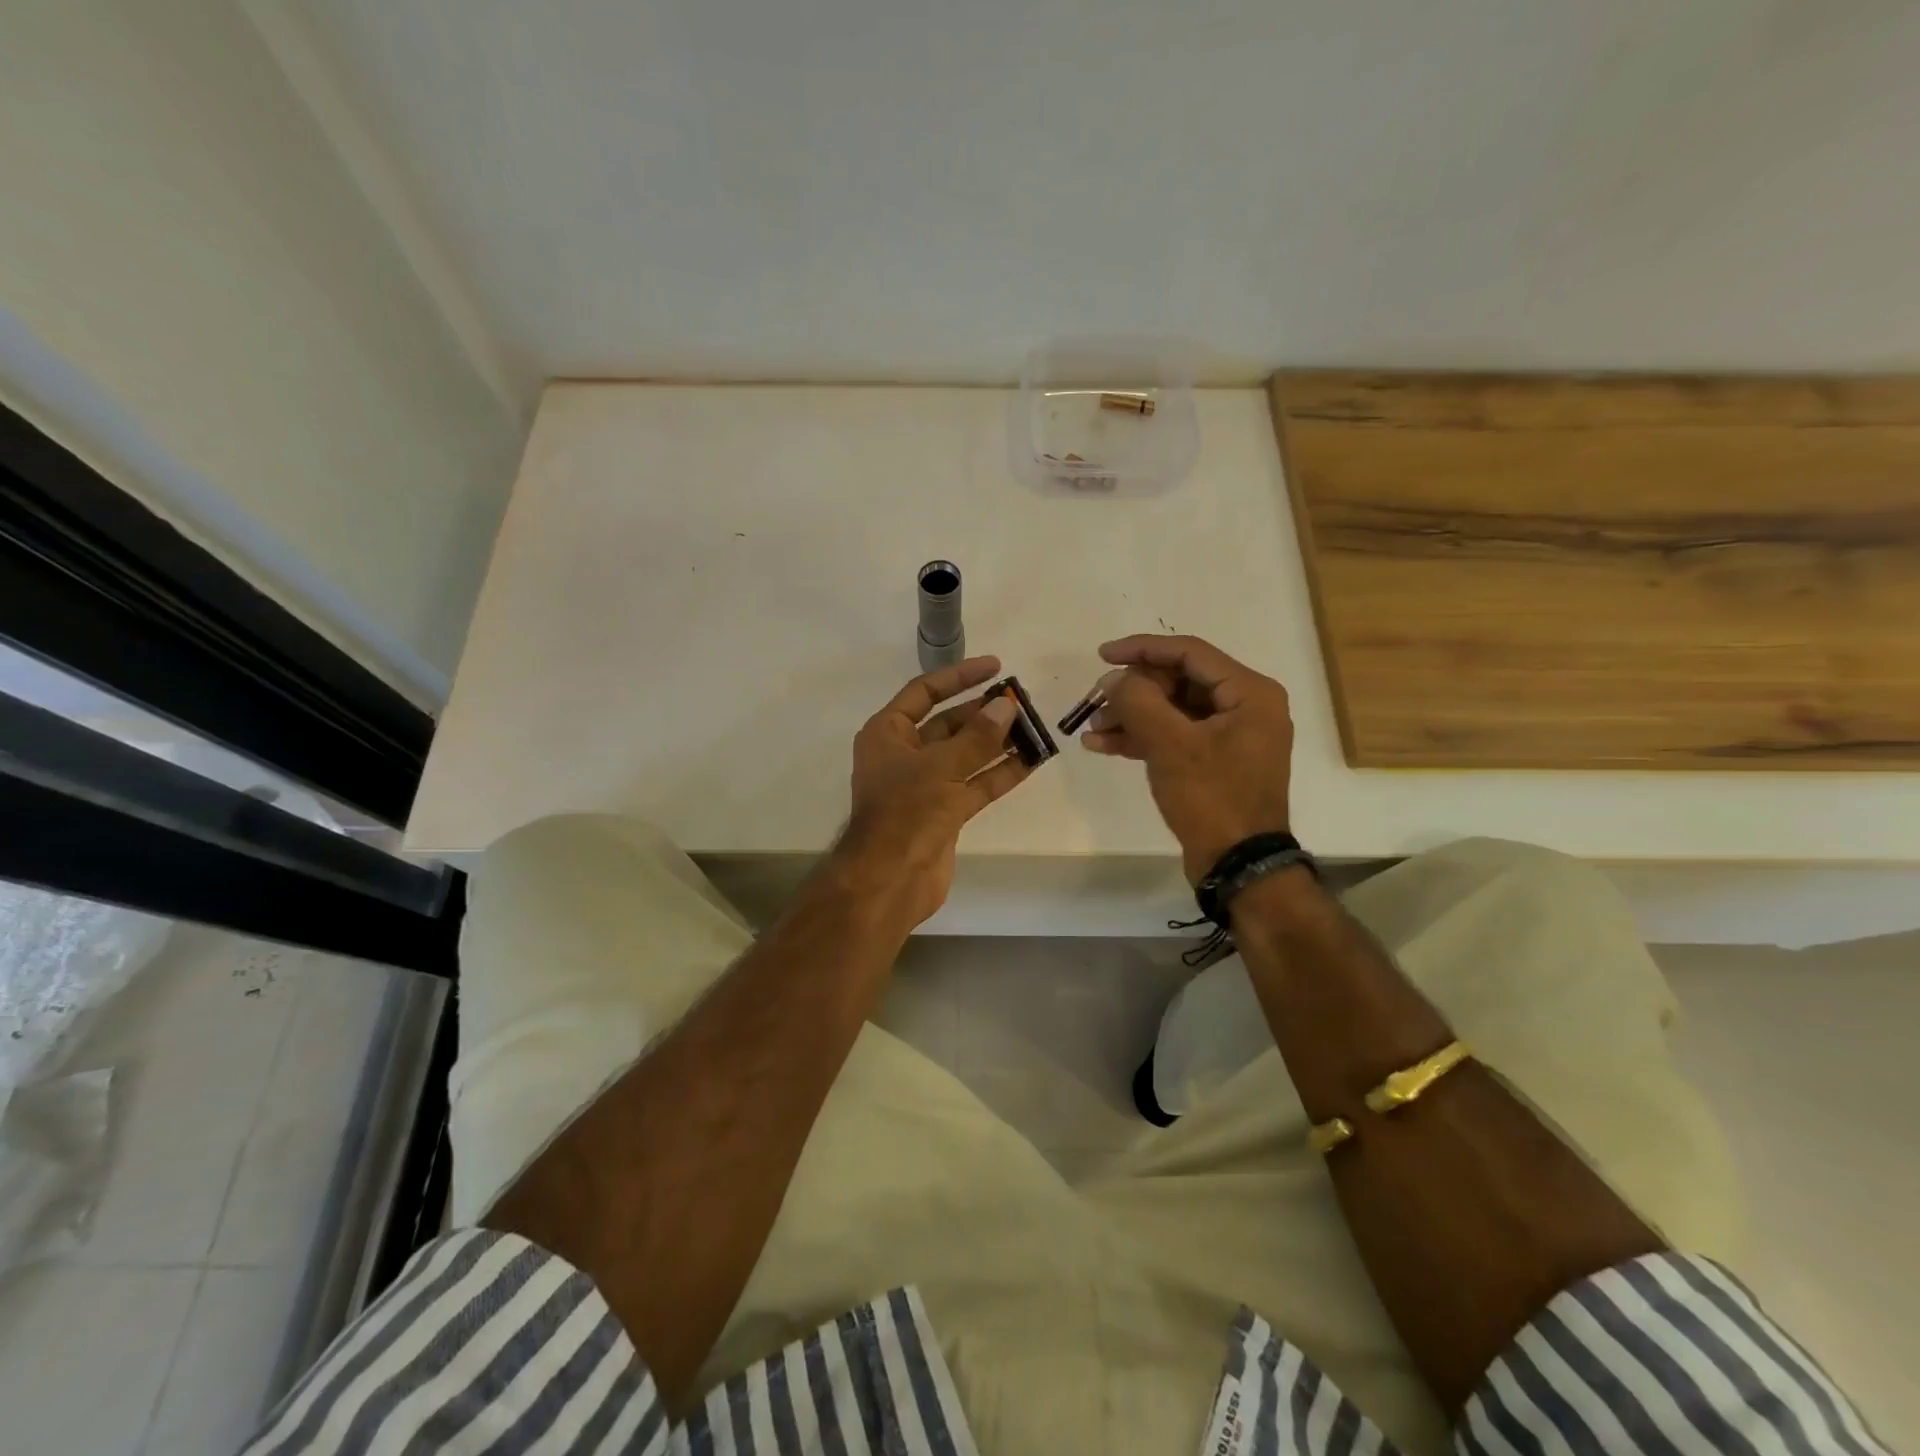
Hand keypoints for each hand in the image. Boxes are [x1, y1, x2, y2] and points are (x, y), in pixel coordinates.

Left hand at [836, 656, 1030, 927]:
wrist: (890, 879)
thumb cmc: (906, 812)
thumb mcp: (942, 767)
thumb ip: (977, 736)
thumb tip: (1006, 706)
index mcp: (888, 734)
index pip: (924, 692)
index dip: (959, 677)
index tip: (996, 667)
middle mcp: (904, 755)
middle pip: (948, 724)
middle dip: (984, 713)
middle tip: (1022, 701)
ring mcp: (925, 785)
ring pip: (966, 755)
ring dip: (997, 742)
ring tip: (1033, 726)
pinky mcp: (944, 813)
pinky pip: (975, 785)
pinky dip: (1000, 773)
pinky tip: (1031, 760)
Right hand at [1080, 635, 1293, 882]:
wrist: (1238, 865)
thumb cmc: (1212, 798)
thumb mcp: (1170, 745)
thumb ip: (1138, 701)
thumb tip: (1114, 679)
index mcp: (1249, 693)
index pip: (1189, 653)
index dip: (1142, 649)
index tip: (1102, 655)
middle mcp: (1245, 707)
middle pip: (1178, 681)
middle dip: (1133, 692)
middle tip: (1095, 701)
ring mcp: (1230, 737)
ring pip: (1172, 711)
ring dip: (1131, 716)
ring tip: (1092, 728)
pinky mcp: (1214, 762)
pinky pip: (1175, 737)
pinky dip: (1142, 738)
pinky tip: (1103, 746)